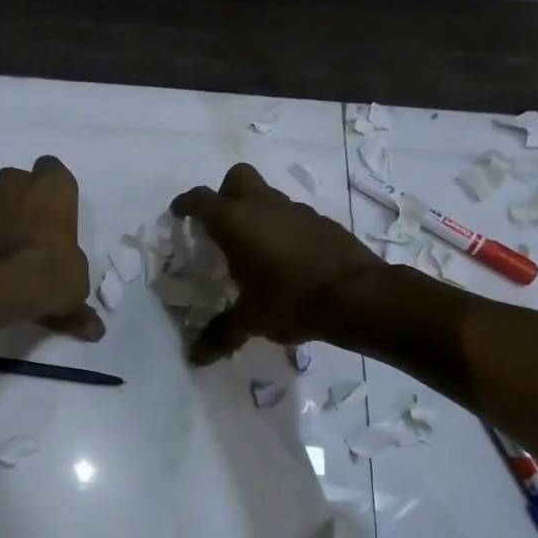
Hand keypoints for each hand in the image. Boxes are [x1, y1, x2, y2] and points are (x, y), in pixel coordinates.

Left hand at [0, 156, 102, 340]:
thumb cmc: (50, 274)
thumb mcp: (75, 290)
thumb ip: (79, 305)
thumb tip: (95, 330)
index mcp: (54, 186)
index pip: (54, 171)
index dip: (52, 193)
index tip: (52, 217)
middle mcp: (15, 180)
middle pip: (19, 182)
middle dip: (20, 201)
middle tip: (25, 234)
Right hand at [170, 163, 384, 362]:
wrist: (358, 295)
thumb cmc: (291, 300)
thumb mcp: (250, 320)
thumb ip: (221, 334)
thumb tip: (194, 358)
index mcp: (235, 222)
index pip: (200, 200)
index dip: (185, 204)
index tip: (179, 213)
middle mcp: (263, 206)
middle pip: (237, 178)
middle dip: (224, 193)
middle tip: (221, 223)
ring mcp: (296, 210)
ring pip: (268, 196)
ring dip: (257, 212)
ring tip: (255, 248)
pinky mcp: (322, 221)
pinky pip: (293, 216)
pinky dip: (284, 228)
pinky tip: (287, 259)